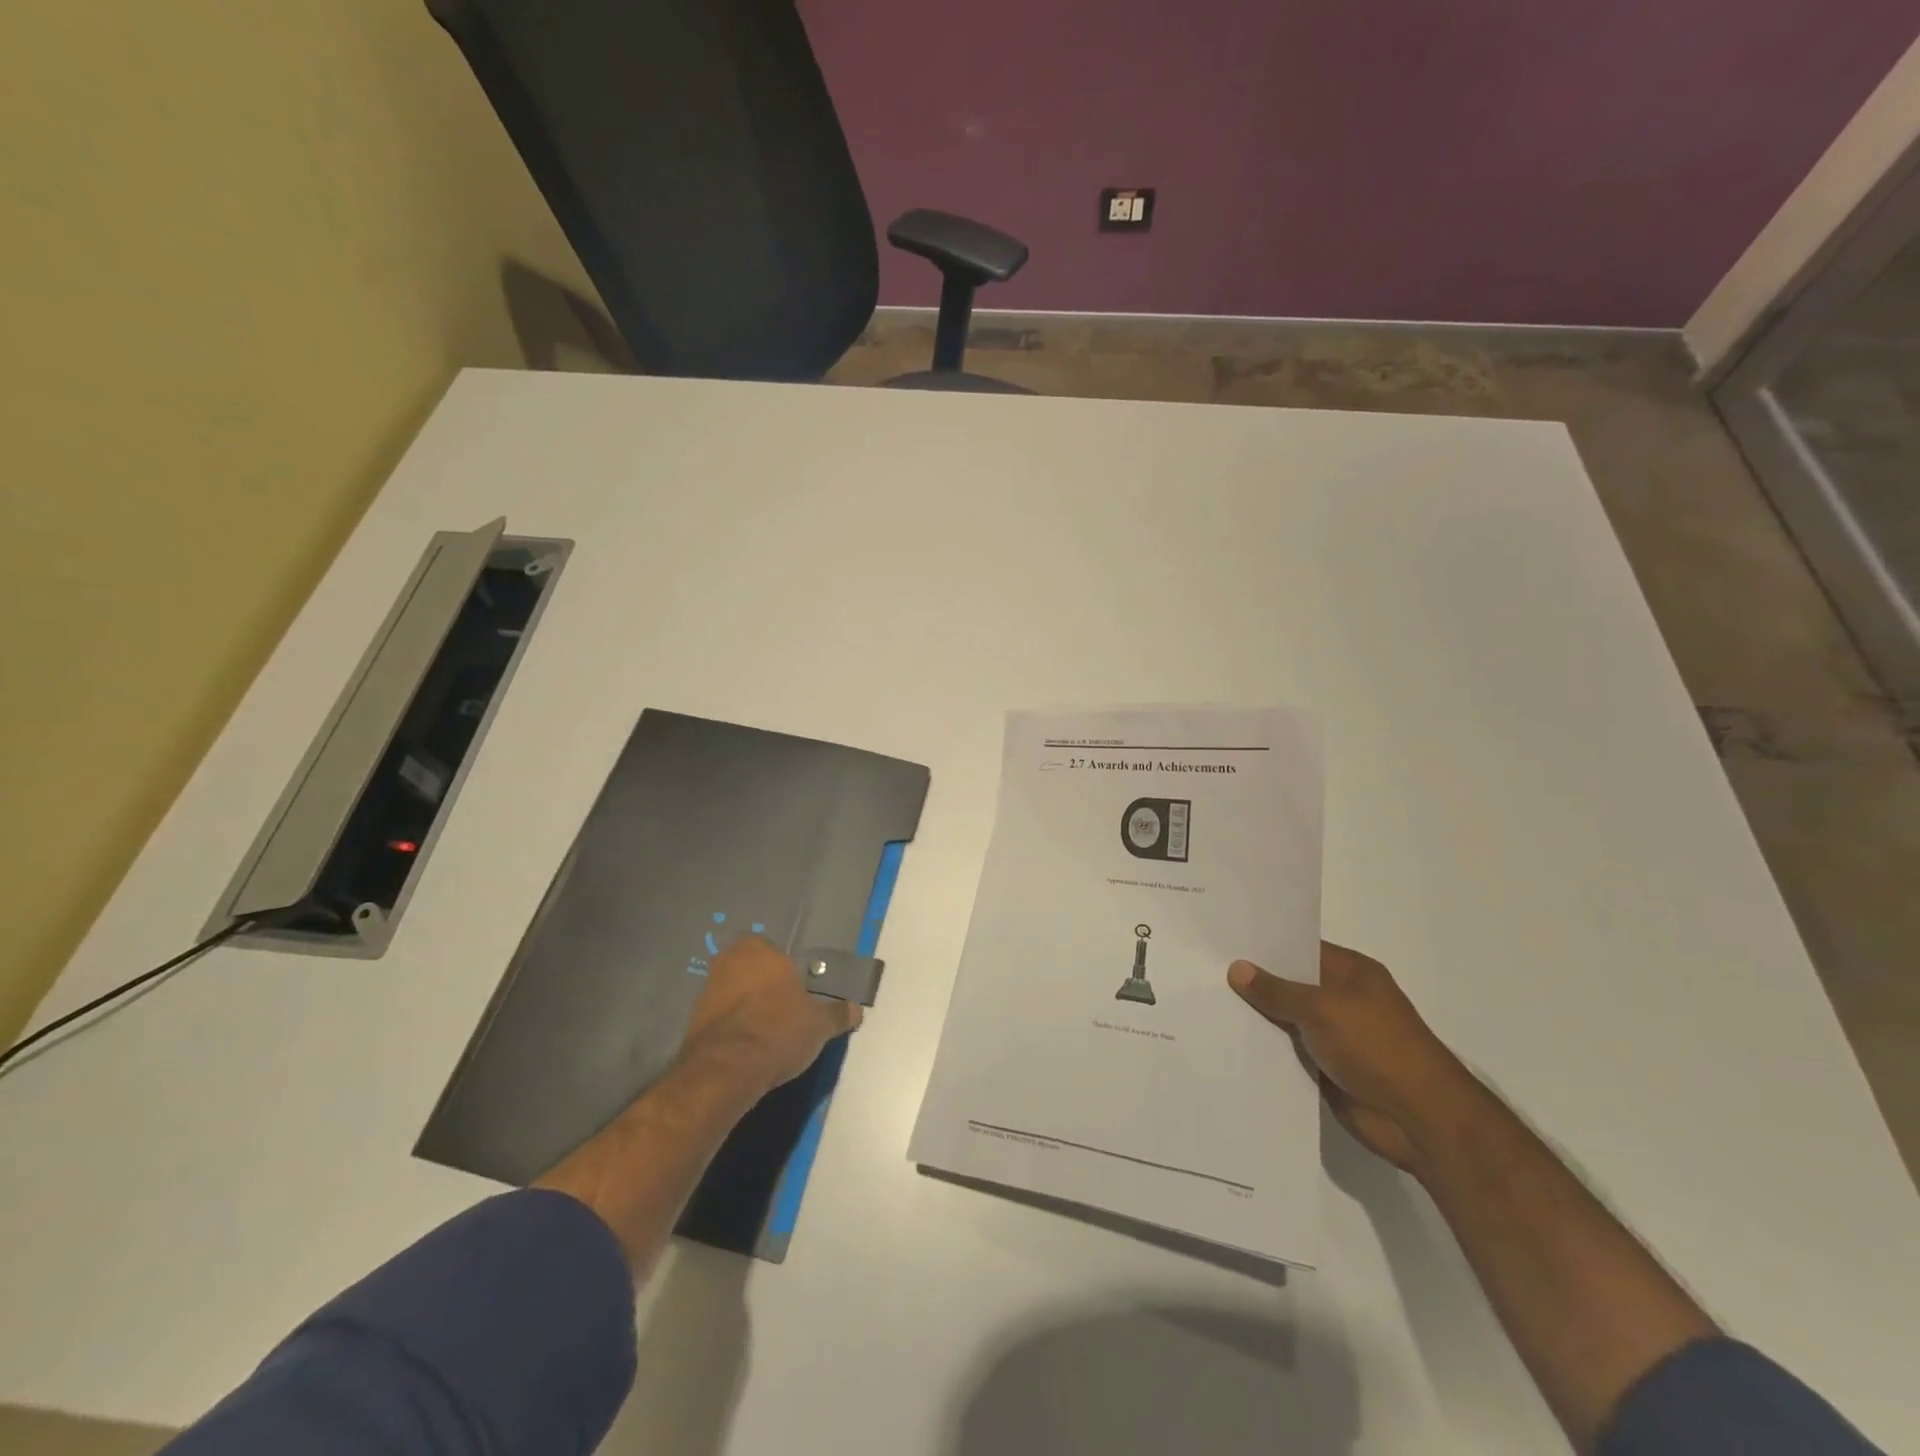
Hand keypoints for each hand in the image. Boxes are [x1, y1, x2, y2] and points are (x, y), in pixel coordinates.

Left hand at [680, 937, 861, 1098]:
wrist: (726, 1071)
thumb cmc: (778, 1032)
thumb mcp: (819, 1025)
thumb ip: (837, 1013)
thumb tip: (856, 1009)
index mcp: (760, 950)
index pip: (776, 951)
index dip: (787, 973)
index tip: (797, 993)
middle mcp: (730, 960)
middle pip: (753, 970)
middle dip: (765, 987)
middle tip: (784, 1012)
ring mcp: (707, 989)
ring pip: (734, 992)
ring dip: (746, 1007)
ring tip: (766, 1033)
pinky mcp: (693, 1019)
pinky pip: (720, 1016)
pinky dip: (732, 1026)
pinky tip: (746, 1047)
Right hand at [1228, 942, 1476, 1173]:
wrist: (1420, 1120)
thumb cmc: (1377, 1047)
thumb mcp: (1322, 1008)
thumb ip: (1277, 990)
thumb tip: (1237, 969)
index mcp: (1350, 972)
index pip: (1299, 948)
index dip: (1263, 944)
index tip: (1221, 939)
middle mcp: (1341, 998)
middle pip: (1289, 983)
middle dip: (1253, 980)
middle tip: (1202, 969)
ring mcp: (1334, 1034)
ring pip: (1285, 1018)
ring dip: (1256, 1017)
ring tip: (1204, 1002)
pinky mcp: (1326, 1067)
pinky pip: (1287, 1051)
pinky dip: (1265, 1048)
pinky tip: (1227, 1040)